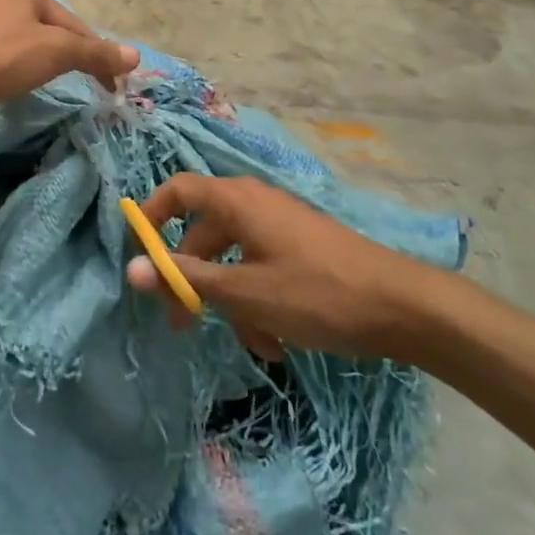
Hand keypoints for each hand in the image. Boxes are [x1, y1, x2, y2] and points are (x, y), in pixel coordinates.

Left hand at [0, 0, 137, 124]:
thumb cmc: (3, 55)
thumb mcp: (57, 51)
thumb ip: (96, 53)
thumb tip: (135, 56)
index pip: (72, 21)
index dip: (95, 52)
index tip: (110, 82)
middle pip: (47, 29)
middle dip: (66, 55)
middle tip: (83, 84)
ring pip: (23, 41)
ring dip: (40, 61)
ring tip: (49, 83)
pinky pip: (0, 54)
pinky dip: (15, 67)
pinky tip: (15, 82)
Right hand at [125, 174, 441, 361]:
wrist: (403, 307)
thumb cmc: (316, 293)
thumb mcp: (245, 292)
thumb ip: (186, 279)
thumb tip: (131, 270)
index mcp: (236, 201)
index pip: (177, 190)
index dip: (151, 216)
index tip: (140, 256)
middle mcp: (254, 204)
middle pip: (203, 234)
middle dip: (192, 281)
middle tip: (182, 325)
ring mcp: (280, 227)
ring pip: (234, 260)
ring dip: (233, 302)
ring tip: (253, 344)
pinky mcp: (301, 249)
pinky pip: (262, 269)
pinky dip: (259, 301)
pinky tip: (276, 343)